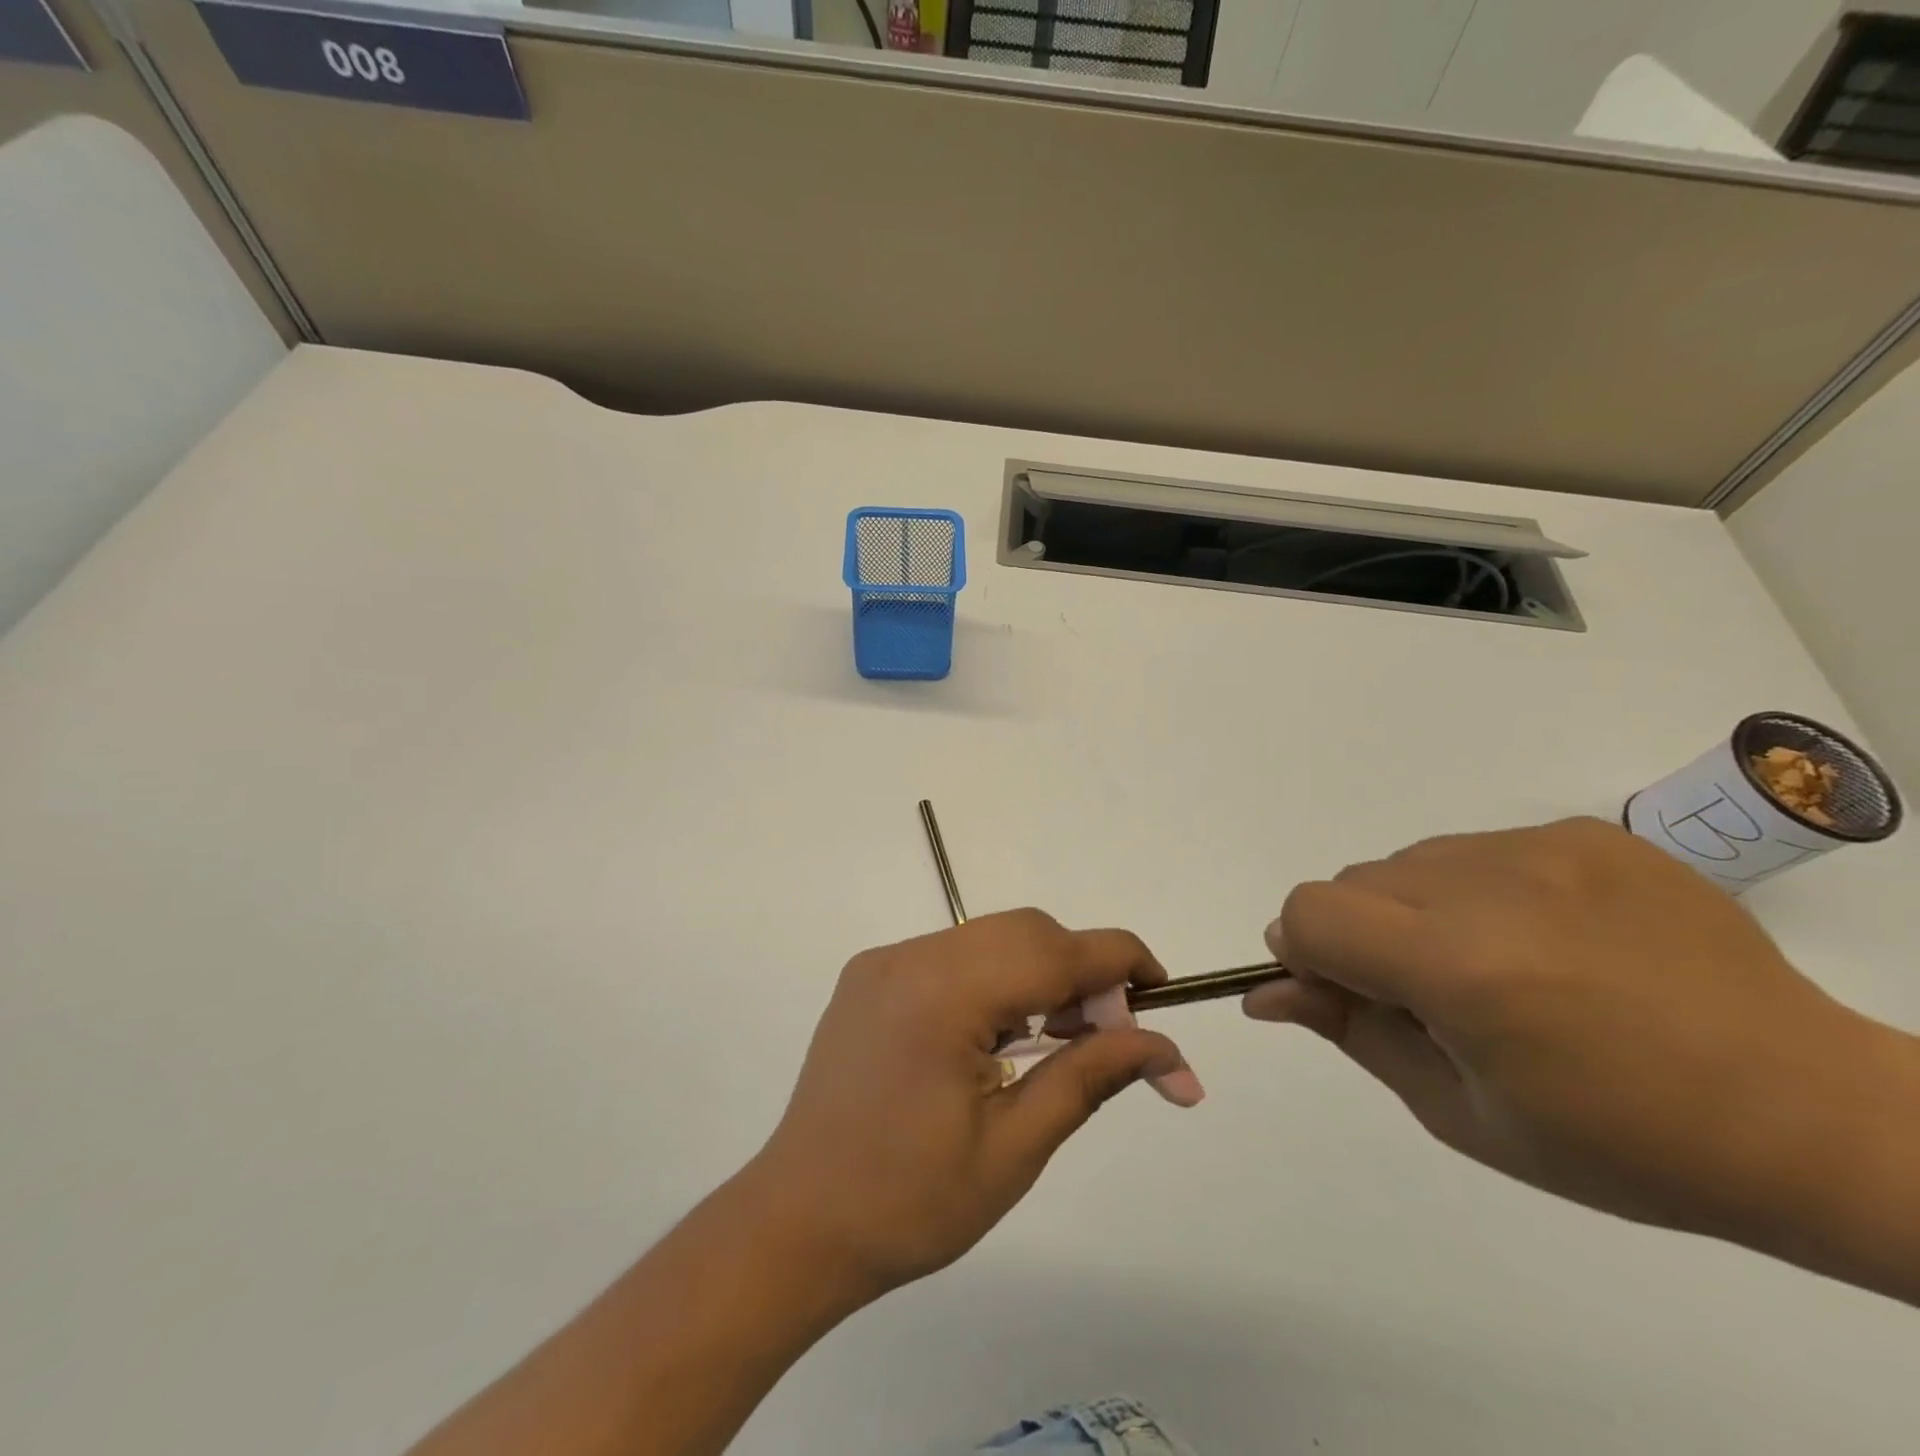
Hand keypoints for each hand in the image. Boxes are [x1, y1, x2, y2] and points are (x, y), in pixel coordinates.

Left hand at [747, 909, 1197, 1298]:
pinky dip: (994, 979)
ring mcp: (883, 962)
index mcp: (942, 993)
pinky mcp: (870, 977)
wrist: (796, 1225)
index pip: (1054, 950)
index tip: (1161, 989)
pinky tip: (999, 1036)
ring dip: (1038, 973)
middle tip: (1106, 1035)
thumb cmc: (909, 1204)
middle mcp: (909, 956)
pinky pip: (952, 955)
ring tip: (1056, 1041)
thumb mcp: (1014, 1148)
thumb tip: (1167, 1051)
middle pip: (1023, 932)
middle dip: (1079, 970)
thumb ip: (1090, 1077)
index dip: (1118, 959)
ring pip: (988, 937)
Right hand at [1246, 818, 1916, 1258]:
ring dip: (1416, 910)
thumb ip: (1351, 1031)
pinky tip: (1546, 941)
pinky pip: (1477, 849)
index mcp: (1458, 966)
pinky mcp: (1585, 833)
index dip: (1306, 952)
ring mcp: (1543, 849)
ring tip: (1497, 968)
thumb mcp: (1460, 1111)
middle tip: (1430, 996)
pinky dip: (1477, 892)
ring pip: (1409, 861)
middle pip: (1352, 882)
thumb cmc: (1621, 1143)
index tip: (1344, 991)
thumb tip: (1267, 991)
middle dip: (1362, 935)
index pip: (1310, 912)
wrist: (1811, 1116)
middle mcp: (1491, 886)